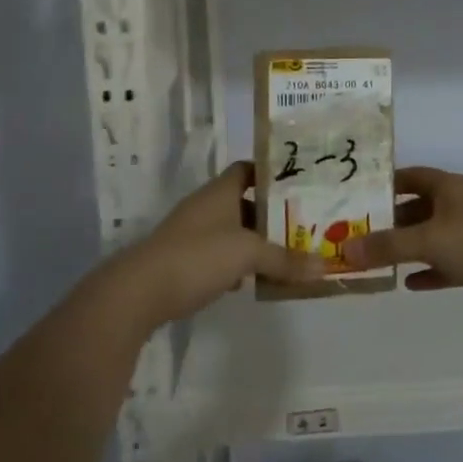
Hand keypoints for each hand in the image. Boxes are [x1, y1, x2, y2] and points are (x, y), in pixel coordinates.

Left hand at [119, 162, 322, 327]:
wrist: (139, 293)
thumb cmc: (198, 256)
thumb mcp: (249, 254)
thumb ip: (285, 259)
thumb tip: (324, 266)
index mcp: (221, 191)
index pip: (249, 168)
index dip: (272, 173)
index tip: (300, 183)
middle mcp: (207, 206)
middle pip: (245, 201)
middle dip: (272, 213)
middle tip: (304, 222)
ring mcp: (193, 234)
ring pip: (234, 230)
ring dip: (256, 241)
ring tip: (288, 252)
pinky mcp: (184, 261)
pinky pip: (220, 255)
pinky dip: (238, 263)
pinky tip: (254, 279)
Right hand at [341, 167, 462, 318]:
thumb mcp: (426, 241)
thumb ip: (386, 246)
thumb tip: (345, 249)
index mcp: (450, 186)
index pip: (412, 176)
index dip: (387, 184)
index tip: (360, 197)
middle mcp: (461, 203)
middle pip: (420, 206)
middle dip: (393, 220)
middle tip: (362, 234)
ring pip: (433, 235)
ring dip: (410, 246)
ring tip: (380, 258)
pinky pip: (447, 261)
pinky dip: (430, 269)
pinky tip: (410, 284)